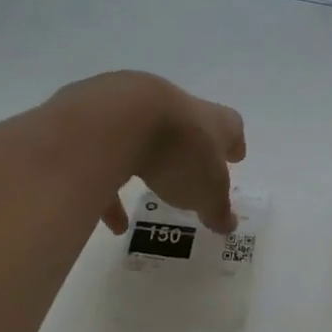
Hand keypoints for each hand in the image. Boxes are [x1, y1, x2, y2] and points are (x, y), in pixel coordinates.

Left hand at [50, 71, 245, 233]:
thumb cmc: (179, 153)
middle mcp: (176, 106)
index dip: (233, 144)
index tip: (235, 157)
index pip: (231, 127)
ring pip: (145, 138)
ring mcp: (134, 107)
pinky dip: (110, 184)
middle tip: (192, 170)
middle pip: (188, 125)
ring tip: (147, 197)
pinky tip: (111, 219)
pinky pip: (107, 154)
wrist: (116, 120)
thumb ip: (217, 209)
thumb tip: (228, 224)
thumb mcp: (207, 191)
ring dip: (148, 165)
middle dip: (190, 149)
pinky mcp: (97, 117)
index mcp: (211, 120)